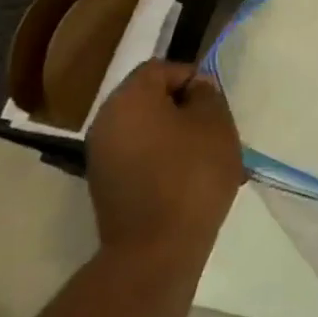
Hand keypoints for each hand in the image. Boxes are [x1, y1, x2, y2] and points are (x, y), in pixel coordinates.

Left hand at [87, 59, 243, 258]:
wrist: (157, 248)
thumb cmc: (191, 174)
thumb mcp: (215, 124)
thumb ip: (207, 95)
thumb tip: (195, 89)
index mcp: (129, 99)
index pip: (160, 68)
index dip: (191, 77)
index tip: (215, 101)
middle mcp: (106, 122)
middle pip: (150, 99)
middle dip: (185, 109)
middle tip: (216, 128)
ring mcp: (102, 157)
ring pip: (148, 130)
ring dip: (177, 136)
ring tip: (208, 158)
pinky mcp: (107, 186)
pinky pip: (140, 157)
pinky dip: (164, 160)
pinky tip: (191, 181)